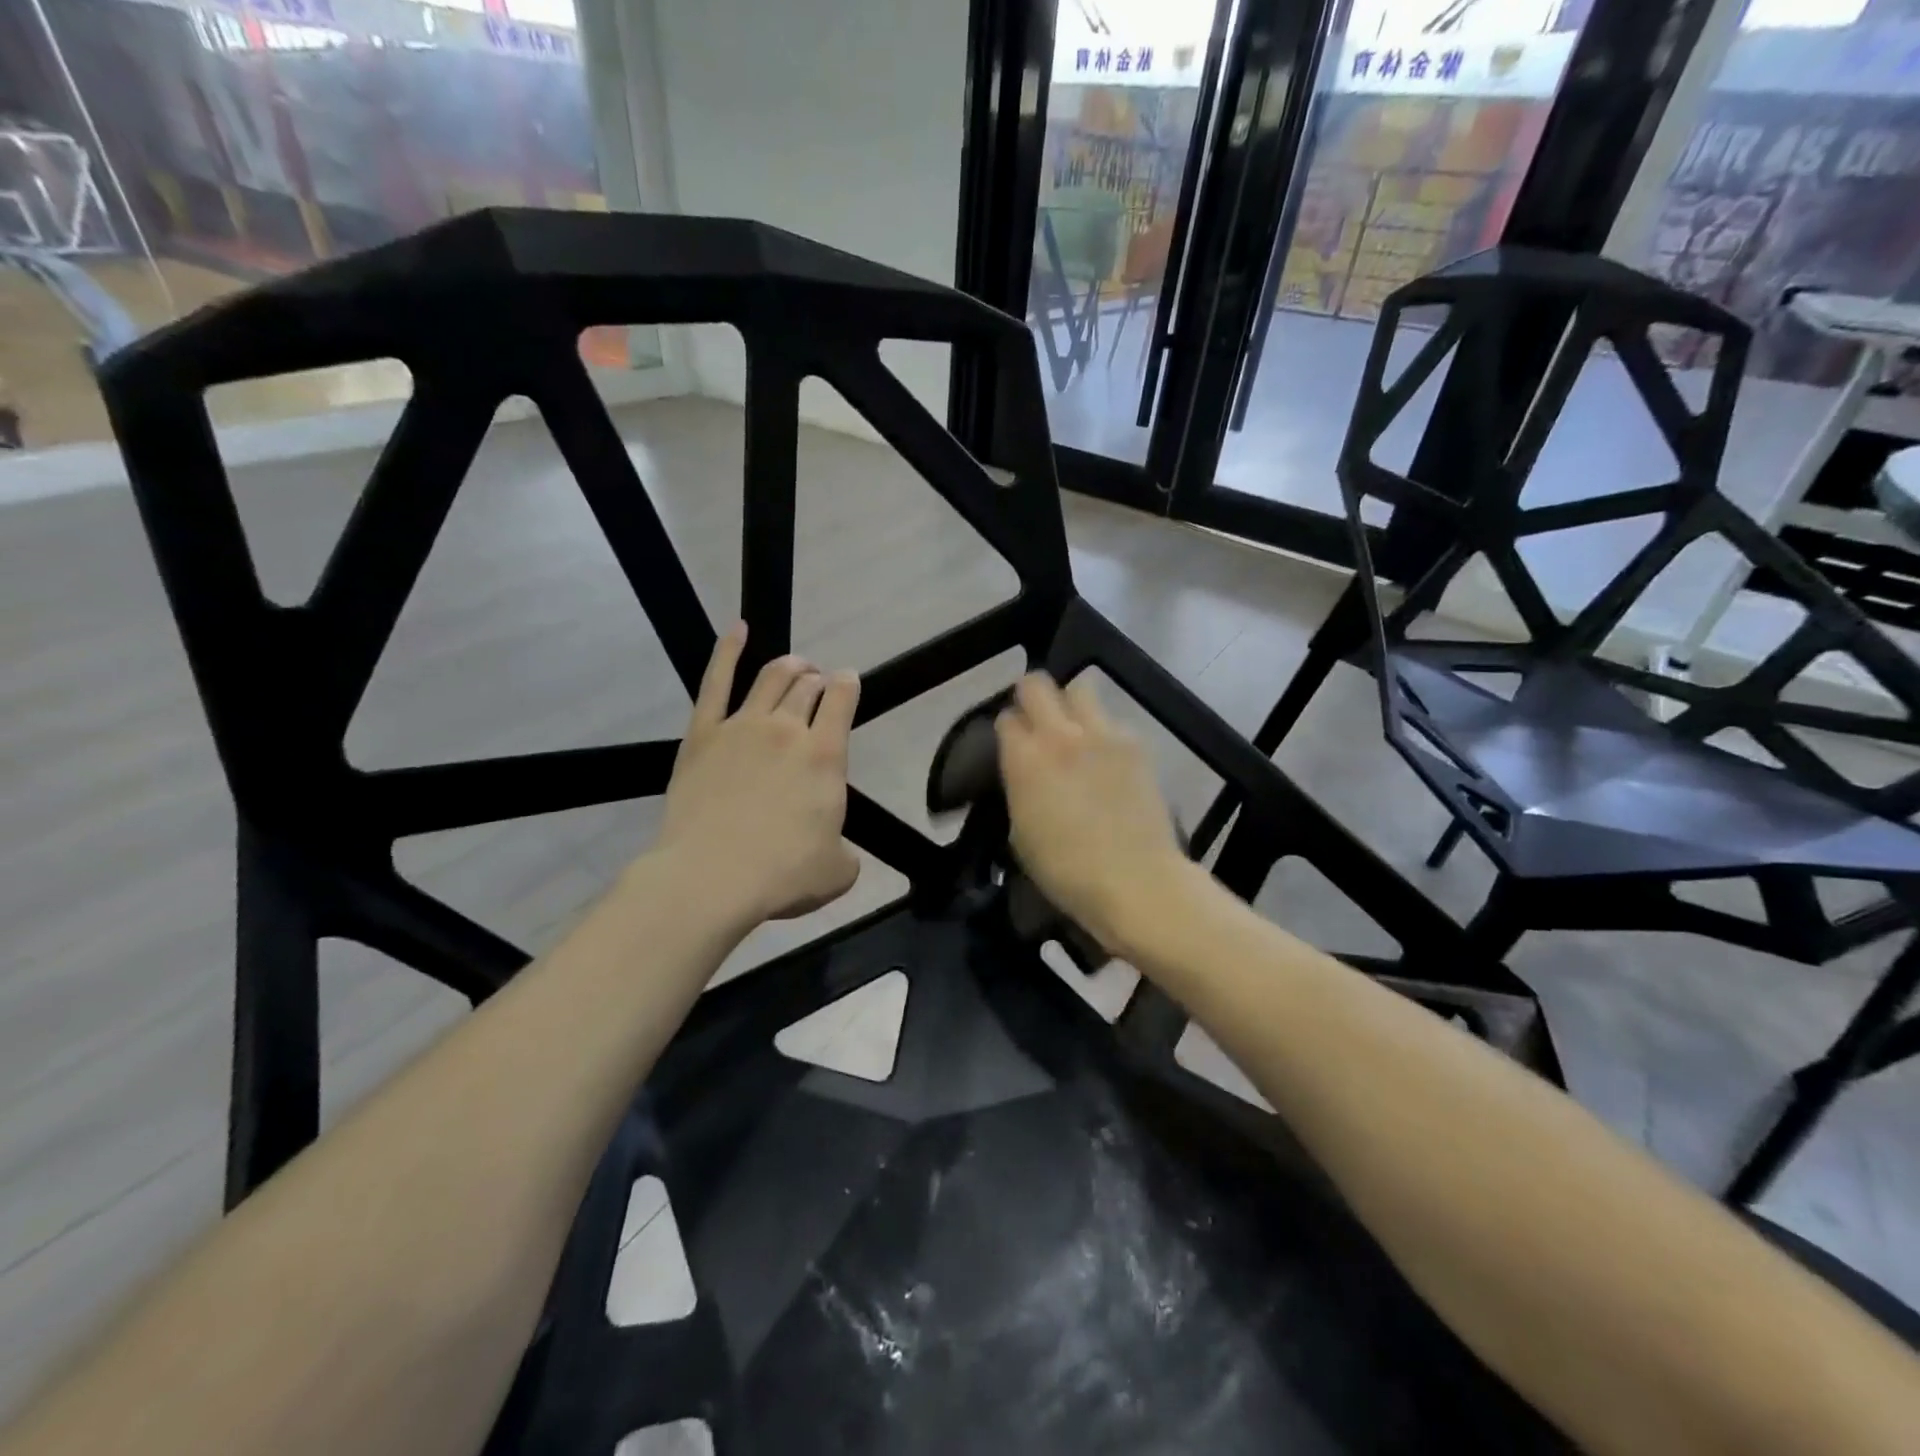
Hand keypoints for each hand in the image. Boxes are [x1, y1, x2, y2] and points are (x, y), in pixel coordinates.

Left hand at [656, 624, 861, 924]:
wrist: (711, 877)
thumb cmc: (781, 875)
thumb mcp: (837, 871)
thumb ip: (845, 853)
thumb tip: (837, 850)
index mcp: (826, 756)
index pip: (842, 701)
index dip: (848, 685)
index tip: (848, 682)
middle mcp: (788, 730)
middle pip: (807, 687)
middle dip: (818, 680)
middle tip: (818, 685)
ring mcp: (742, 726)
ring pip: (771, 678)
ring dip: (788, 666)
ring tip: (795, 665)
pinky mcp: (703, 734)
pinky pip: (716, 682)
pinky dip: (729, 651)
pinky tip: (739, 630)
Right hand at [995, 673, 1187, 950]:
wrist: (1135, 879)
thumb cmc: (1066, 870)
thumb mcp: (1020, 832)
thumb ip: (1019, 787)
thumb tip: (1024, 770)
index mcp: (1024, 758)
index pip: (1006, 718)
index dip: (1008, 730)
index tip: (1012, 744)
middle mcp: (1060, 734)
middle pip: (1037, 684)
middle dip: (1032, 698)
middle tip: (1037, 721)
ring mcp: (1102, 733)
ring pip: (1080, 688)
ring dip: (1072, 703)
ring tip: (1076, 729)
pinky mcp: (1136, 743)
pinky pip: (1113, 719)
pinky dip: (1105, 731)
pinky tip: (1108, 759)